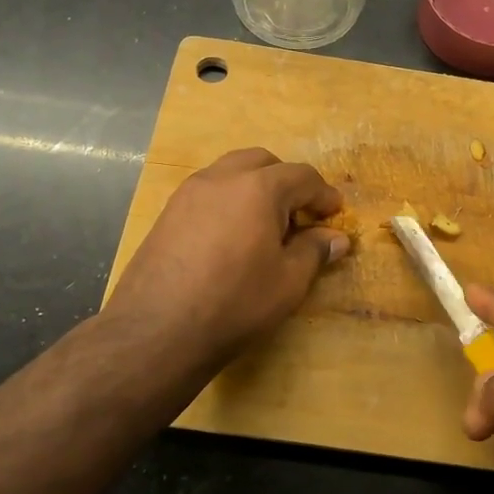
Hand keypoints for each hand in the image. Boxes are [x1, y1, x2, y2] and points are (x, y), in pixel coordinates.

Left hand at [105, 148, 347, 375]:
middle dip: (287, 182)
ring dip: (255, 187)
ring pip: (231, 172)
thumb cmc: (234, 303)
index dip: (323, 195)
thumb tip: (336, 238)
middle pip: (263, 162)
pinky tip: (232, 237)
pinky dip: (229, 200)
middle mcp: (221, 178)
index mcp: (258, 188)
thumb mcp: (288, 282)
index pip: (301, 176)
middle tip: (299, 215)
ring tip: (265, 225)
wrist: (157, 330)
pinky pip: (208, 192)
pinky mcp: (168, 213)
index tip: (335, 214)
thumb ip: (314, 251)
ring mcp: (189, 193)